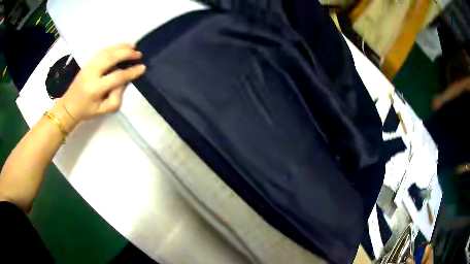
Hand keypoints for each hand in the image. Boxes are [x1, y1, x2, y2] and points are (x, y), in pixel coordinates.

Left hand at [61, 43, 145, 120]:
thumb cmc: (86, 111)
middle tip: (138, 54)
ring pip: (106, 51)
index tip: (142, 68)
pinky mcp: (88, 62)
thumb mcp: (102, 110)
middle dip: (126, 54)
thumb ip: (115, 98)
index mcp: (95, 88)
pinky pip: (102, 51)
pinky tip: (120, 46)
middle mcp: (92, 73)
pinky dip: (113, 46)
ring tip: (132, 46)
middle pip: (111, 58)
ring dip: (120, 47)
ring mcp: (89, 66)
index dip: (131, 72)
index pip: (117, 77)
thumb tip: (123, 83)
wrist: (69, 106)